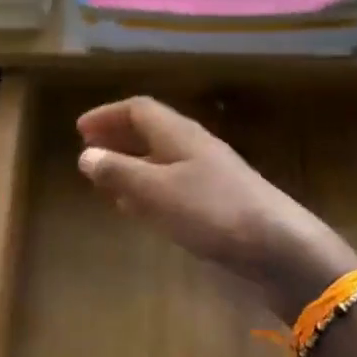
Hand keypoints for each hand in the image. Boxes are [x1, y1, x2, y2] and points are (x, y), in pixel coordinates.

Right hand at [77, 97, 356, 319]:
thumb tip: (85, 154)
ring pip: (161, 160)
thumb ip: (119, 171)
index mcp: (179, 134)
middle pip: (151, 132)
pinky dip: (148, 190)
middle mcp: (194, 147)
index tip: (79, 130)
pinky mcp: (217, 203)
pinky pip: (172, 186)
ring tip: (105, 179)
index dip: (108, 115)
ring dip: (131, 165)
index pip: (139, 109)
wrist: (277, 246)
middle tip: (89, 152)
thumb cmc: (211, 210)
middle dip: (118, 139)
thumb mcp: (156, 190)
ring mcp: (209, 175)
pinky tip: (138, 208)